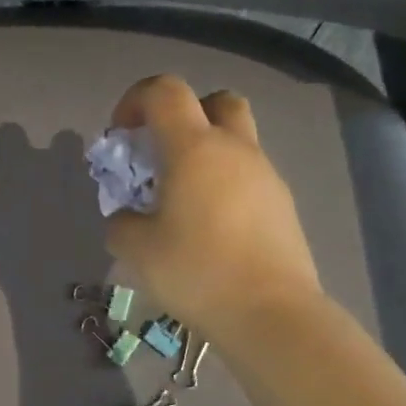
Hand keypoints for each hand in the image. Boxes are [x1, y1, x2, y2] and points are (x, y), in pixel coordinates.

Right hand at [105, 76, 322, 345]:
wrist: (271, 313)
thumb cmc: (197, 271)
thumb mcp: (137, 250)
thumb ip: (121, 223)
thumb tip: (129, 217)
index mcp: (194, 148)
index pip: (165, 91)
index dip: (136, 100)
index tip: (121, 135)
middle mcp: (235, 149)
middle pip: (216, 101)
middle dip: (185, 115)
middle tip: (164, 153)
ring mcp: (266, 176)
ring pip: (237, 140)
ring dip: (207, 153)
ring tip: (184, 200)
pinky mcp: (283, 205)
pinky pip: (250, 176)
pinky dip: (226, 184)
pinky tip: (212, 227)